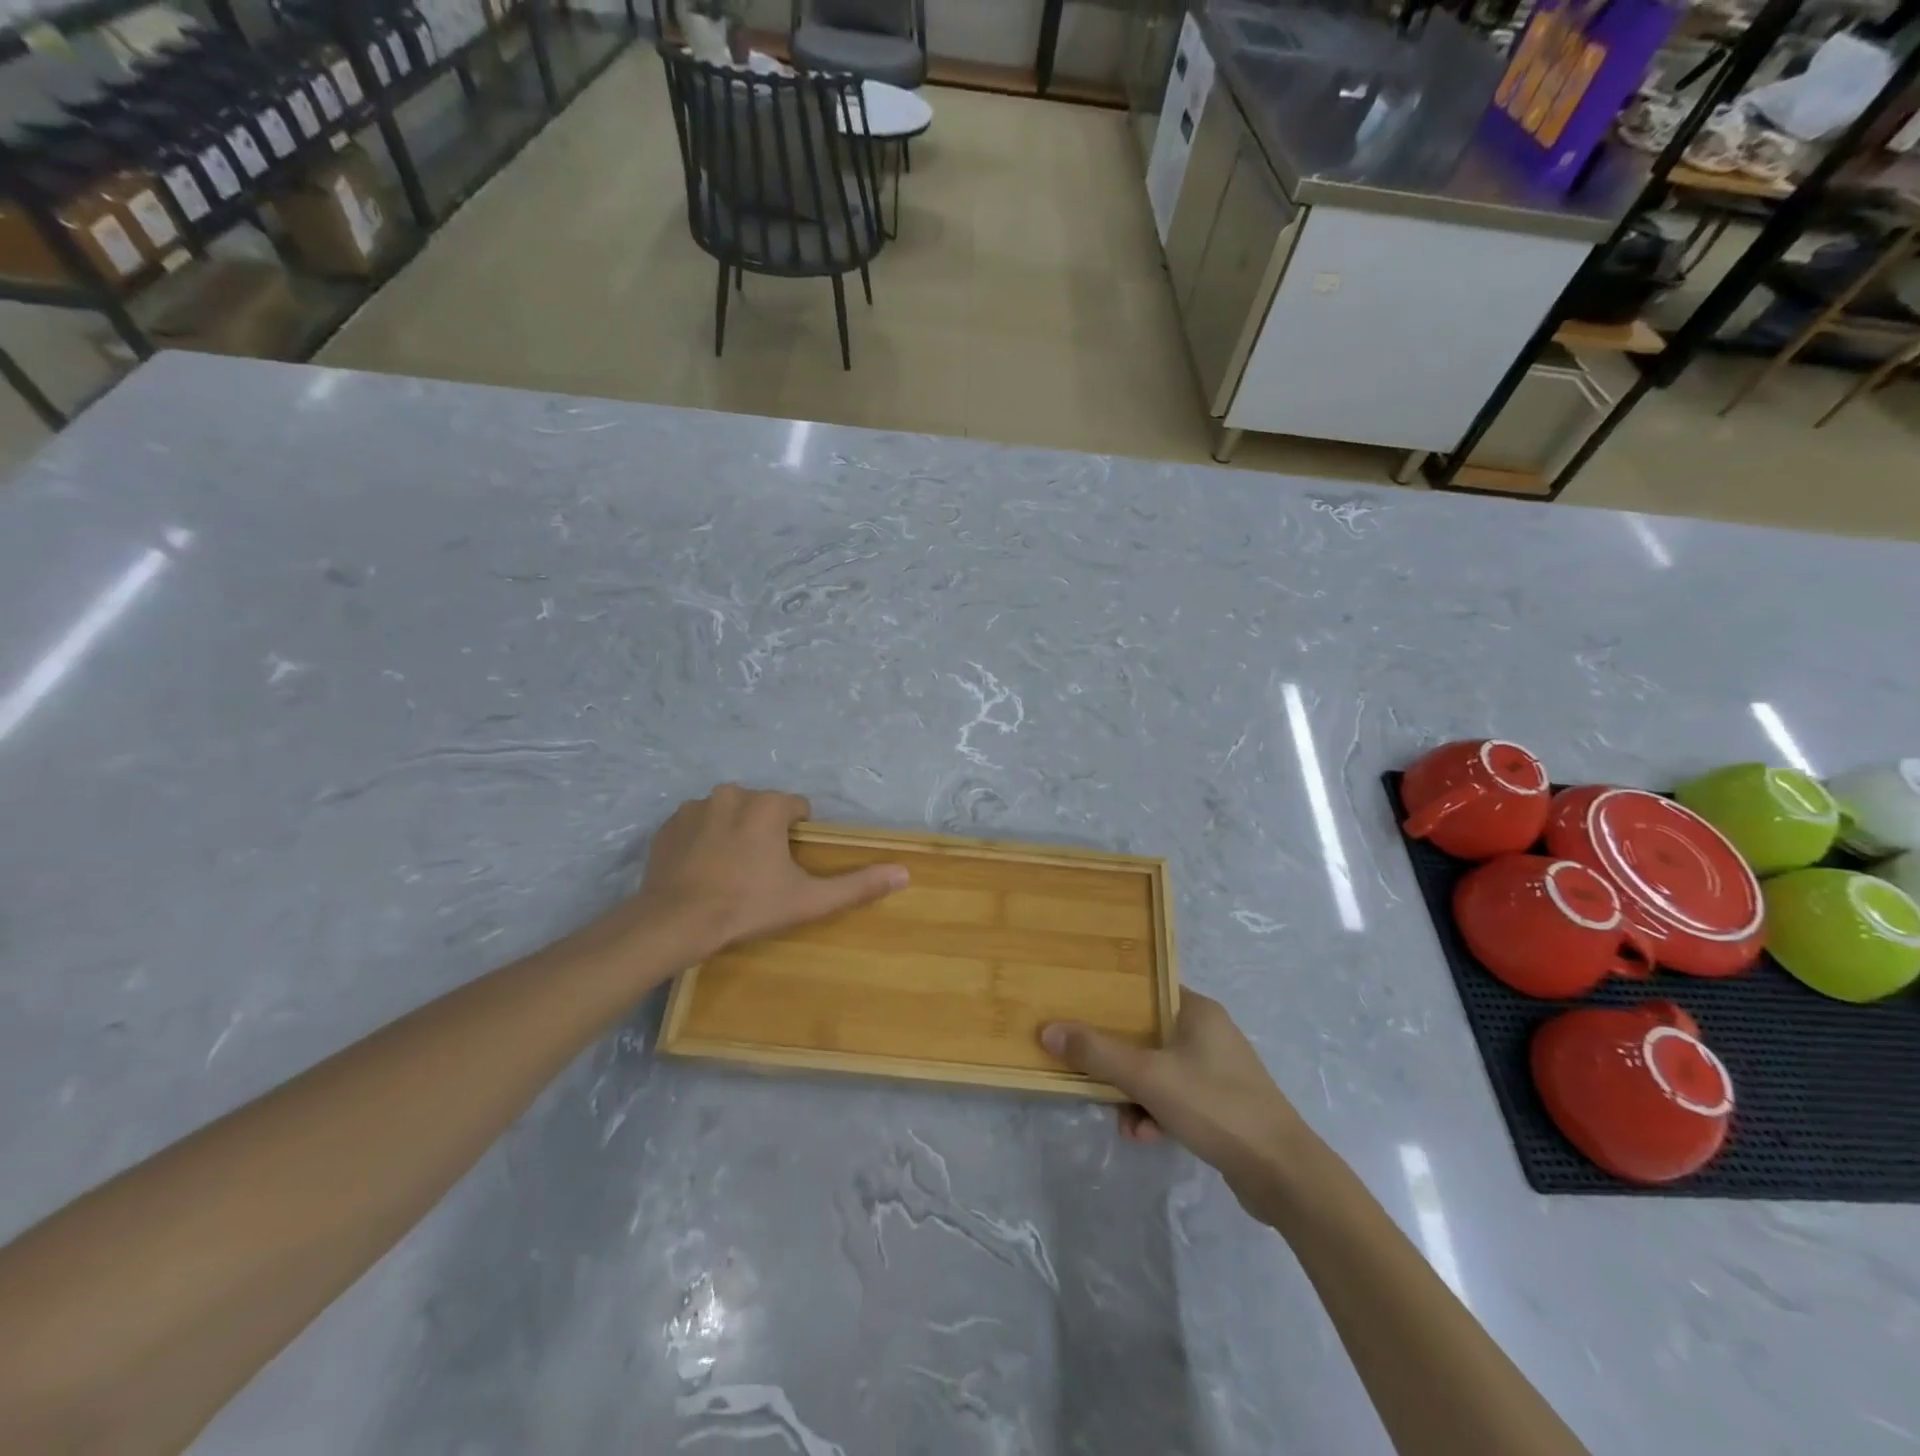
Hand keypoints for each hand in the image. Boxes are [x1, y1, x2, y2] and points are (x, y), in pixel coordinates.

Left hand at [627, 785, 907, 962]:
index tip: (787, 865)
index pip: (796, 807)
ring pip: (727, 813)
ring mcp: (694, 807)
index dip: (797, 835)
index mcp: (767, 805)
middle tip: (758, 873)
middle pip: (761, 807)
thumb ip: (857, 884)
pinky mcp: (667, 825)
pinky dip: (701, 841)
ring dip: (732, 833)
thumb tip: (904, 872)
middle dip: (763, 832)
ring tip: (727, 873)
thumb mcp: (808, 900)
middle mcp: (731, 794)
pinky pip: (695, 826)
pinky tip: (699, 871)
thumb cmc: (747, 906)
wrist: (674, 923)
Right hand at [1041, 993, 1313, 1222]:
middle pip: (1146, 1034)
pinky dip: (1157, 1112)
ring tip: (1125, 1122)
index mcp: (1197, 1010)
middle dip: (1118, 1061)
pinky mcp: (1222, 1103)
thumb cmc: (1215, 1106)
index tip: (1082, 1015)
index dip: (1112, 1002)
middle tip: (1094, 1076)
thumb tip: (1049, 1030)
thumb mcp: (1149, 1077)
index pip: (1145, 991)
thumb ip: (1097, 1053)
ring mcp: (1217, 1069)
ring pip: (1158, 1069)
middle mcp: (1208, 1032)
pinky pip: (1175, 1096)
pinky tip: (1146, 1136)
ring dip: (1135, 1094)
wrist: (1283, 1173)